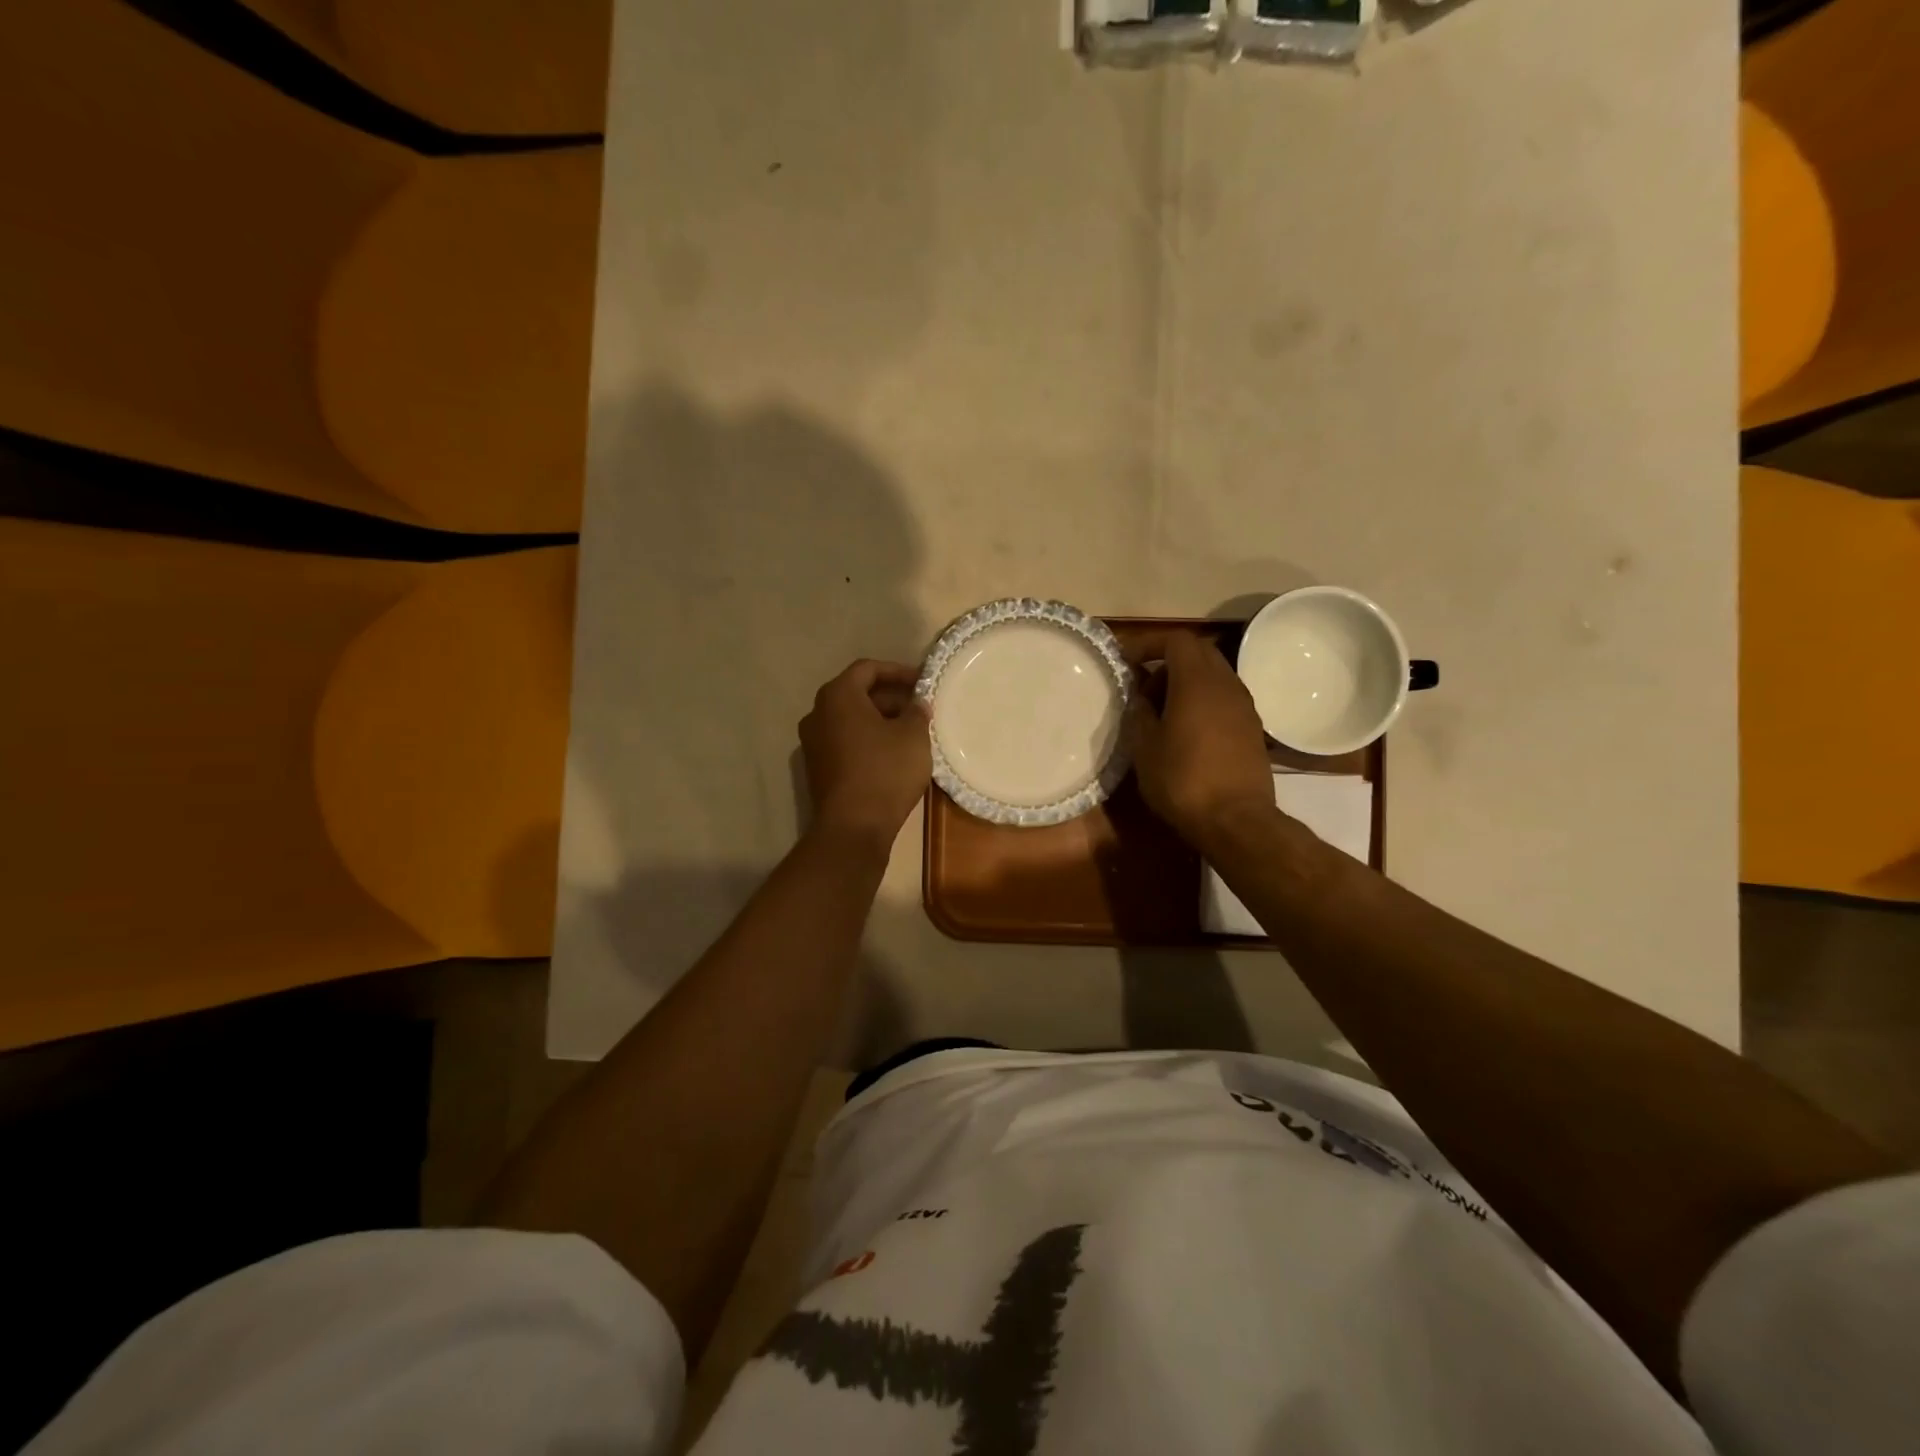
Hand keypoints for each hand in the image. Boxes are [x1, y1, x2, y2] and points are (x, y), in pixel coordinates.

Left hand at [799, 659, 931, 851]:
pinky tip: (892, 754)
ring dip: (879, 720)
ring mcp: (813, 743)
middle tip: (919, 709)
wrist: (853, 826)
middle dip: (890, 698)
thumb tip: (917, 704)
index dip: (897, 671)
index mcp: (837, 696)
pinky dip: (867, 740)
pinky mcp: (817, 768)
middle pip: (856, 694)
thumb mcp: (913, 736)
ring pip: (850, 720)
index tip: (921, 682)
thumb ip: (917, 712)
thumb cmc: (885, 771)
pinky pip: (845, 741)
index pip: (867, 669)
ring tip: (910, 732)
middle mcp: (817, 714)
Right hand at [1127, 631, 1276, 847]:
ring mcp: (1244, 706)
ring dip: (1187, 682)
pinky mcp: (1253, 728)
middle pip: (1199, 652)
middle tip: (1144, 687)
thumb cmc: (1182, 780)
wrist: (1235, 820)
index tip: (1126, 662)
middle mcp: (1226, 684)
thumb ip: (1140, 713)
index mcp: (1196, 681)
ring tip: (1163, 711)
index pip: (1176, 640)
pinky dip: (1203, 700)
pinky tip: (1187, 730)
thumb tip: (1141, 698)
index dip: (1148, 645)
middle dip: (1168, 661)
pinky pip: (1224, 698)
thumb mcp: (1144, 747)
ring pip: (1214, 675)